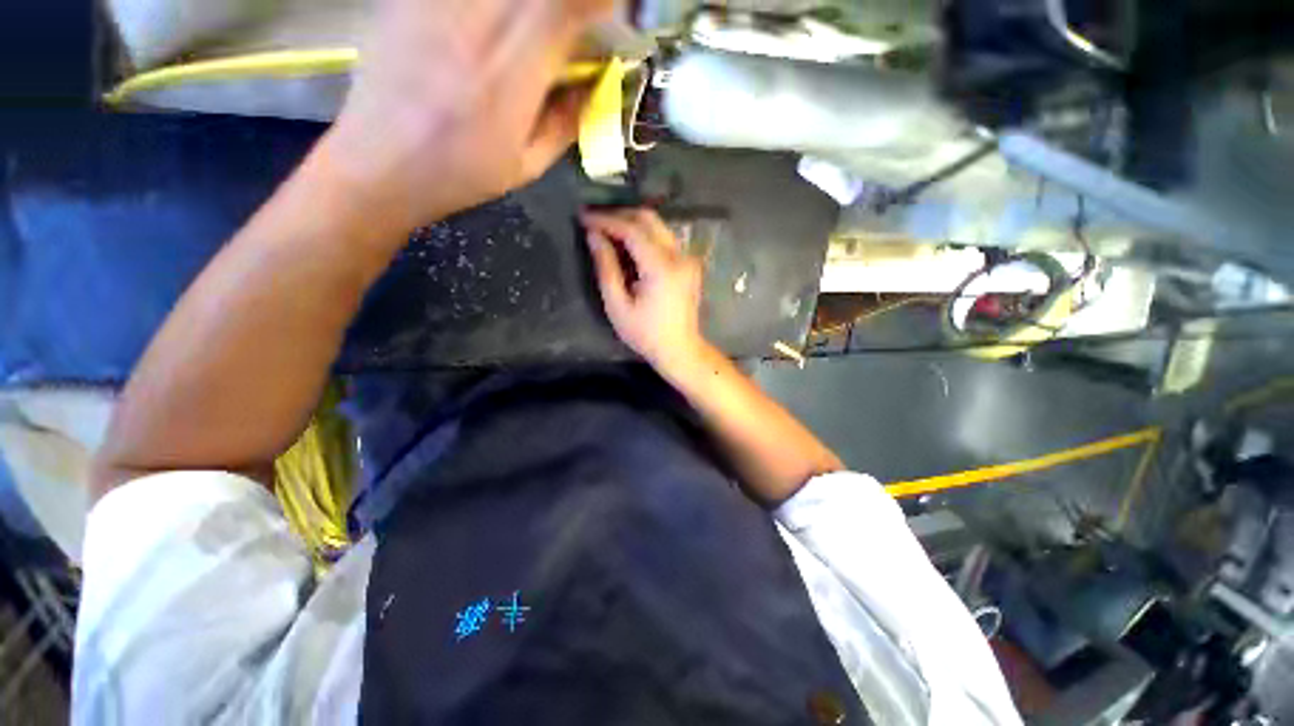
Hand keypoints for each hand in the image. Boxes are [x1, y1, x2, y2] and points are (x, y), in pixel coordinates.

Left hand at [318, 0, 611, 231]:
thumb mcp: (526, 167)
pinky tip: (492, 27)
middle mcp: (474, 27)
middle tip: (573, 23)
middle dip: (566, 3)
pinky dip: (493, 7)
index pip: (564, 8)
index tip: (611, 10)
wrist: (378, 165)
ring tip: (531, 33)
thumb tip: (593, 84)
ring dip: (527, 7)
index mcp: (508, 80)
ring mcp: (436, 5)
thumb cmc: (459, 176)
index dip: (596, 2)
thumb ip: (566, 123)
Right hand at [583, 209, 707, 368]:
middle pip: (648, 219)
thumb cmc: (645, 334)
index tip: (582, 217)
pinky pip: (664, 238)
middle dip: (618, 215)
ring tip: (606, 230)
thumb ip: (606, 267)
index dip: (605, 220)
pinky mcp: (688, 263)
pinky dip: (644, 235)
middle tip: (593, 221)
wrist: (680, 349)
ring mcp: (687, 258)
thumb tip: (593, 235)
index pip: (632, 229)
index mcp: (661, 267)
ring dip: (631, 223)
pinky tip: (627, 245)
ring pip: (658, 226)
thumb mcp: (618, 305)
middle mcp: (679, 256)